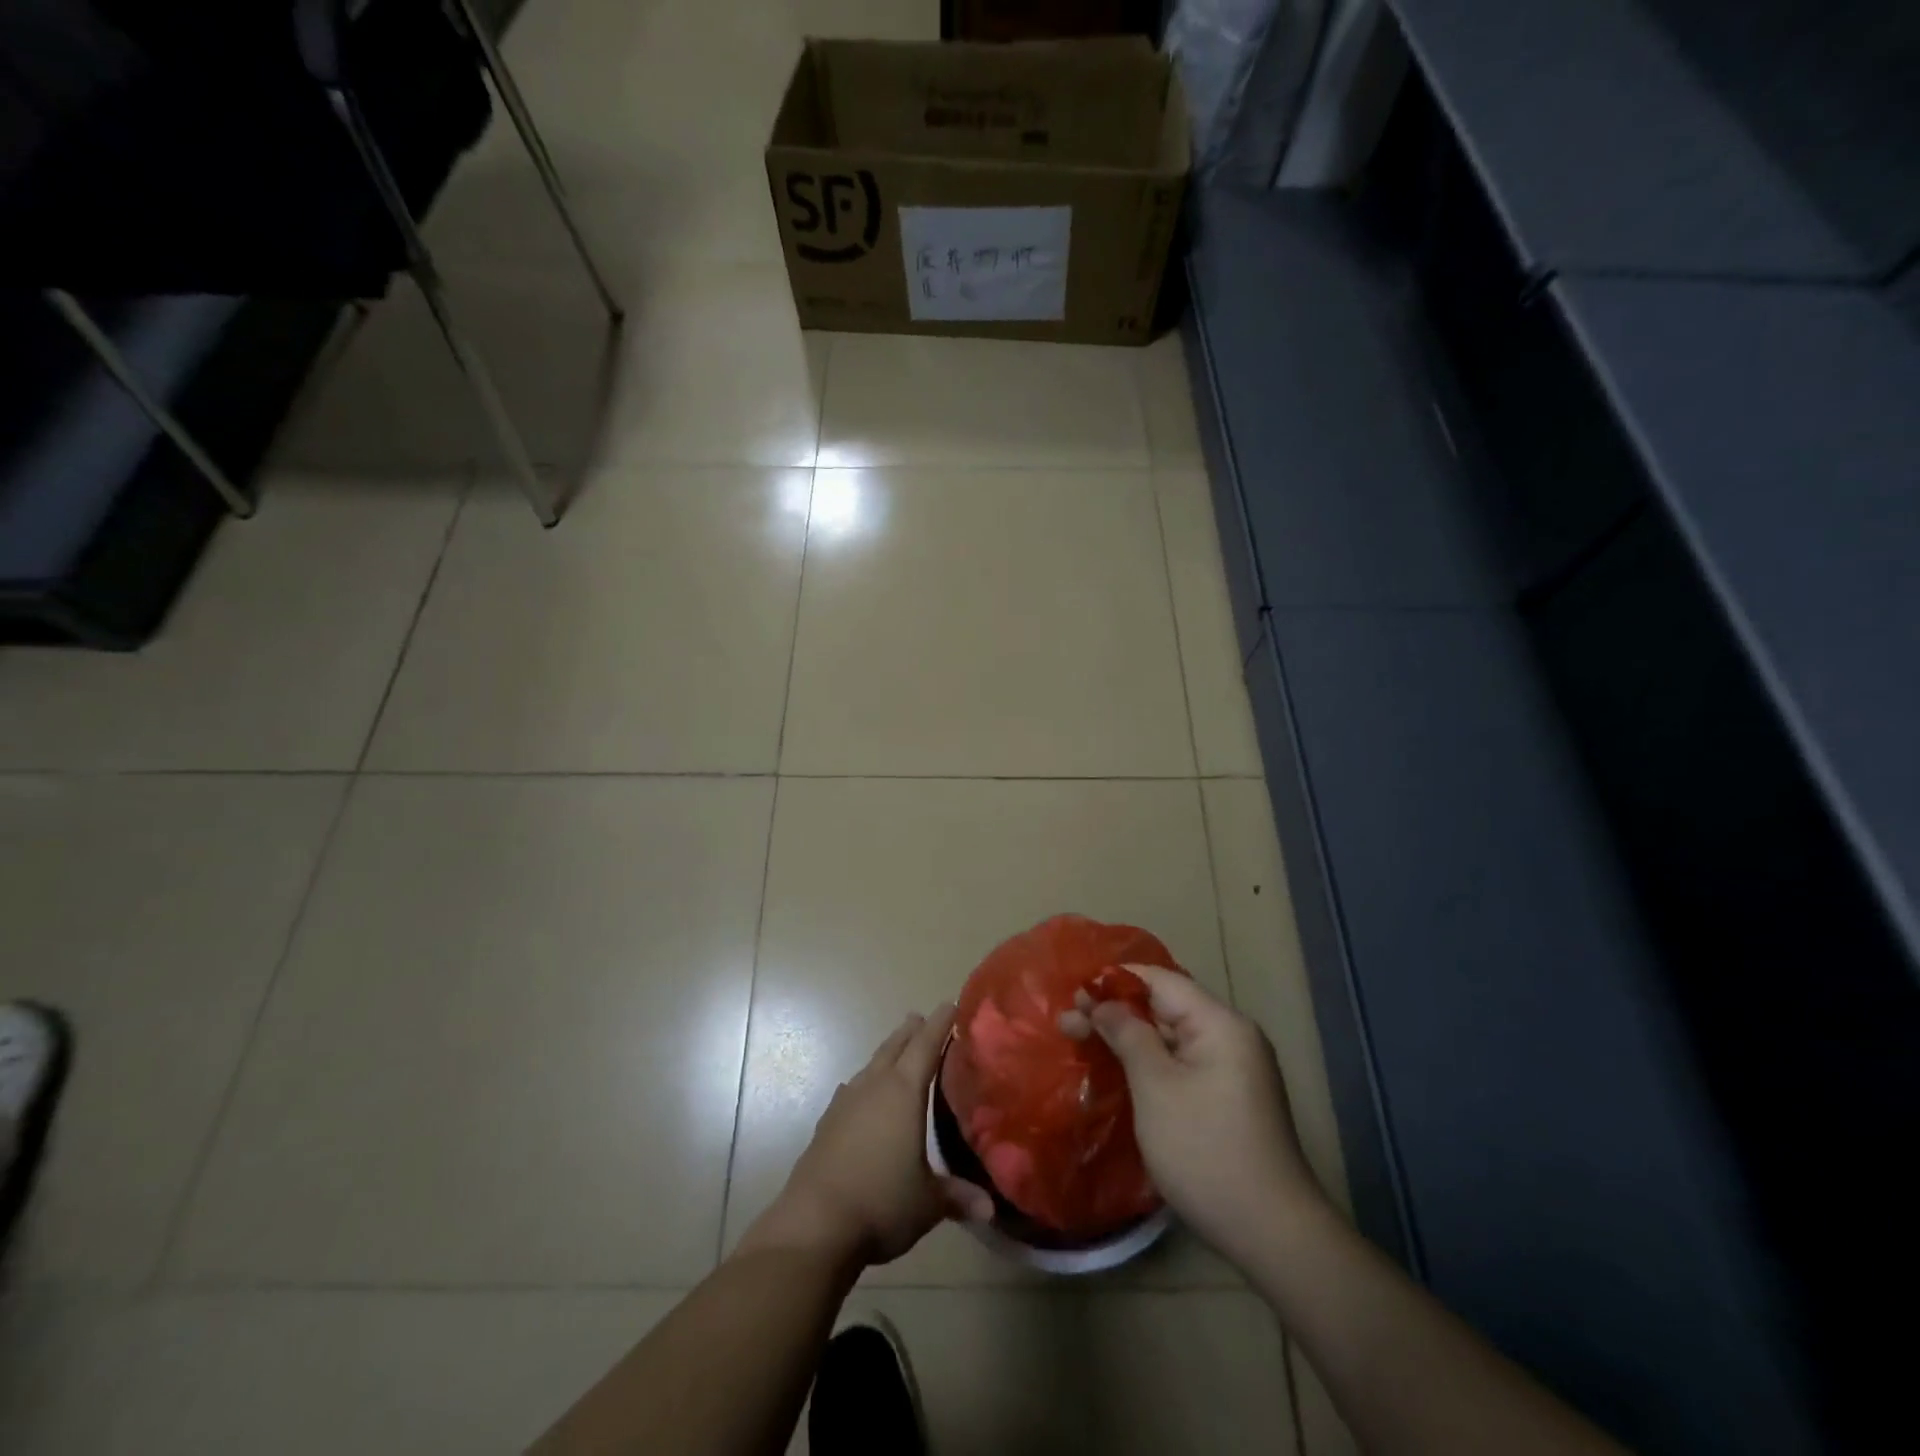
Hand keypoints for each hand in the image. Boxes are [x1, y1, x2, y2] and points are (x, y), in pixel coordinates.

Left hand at [741, 1005, 993, 1271]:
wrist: (814, 1224)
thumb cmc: (881, 1203)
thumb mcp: (928, 1203)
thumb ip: (958, 1197)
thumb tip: (990, 1209)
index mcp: (904, 1092)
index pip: (926, 1046)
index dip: (940, 1024)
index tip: (951, 1004)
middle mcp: (874, 1087)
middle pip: (895, 1047)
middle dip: (911, 1032)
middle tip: (921, 1018)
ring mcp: (845, 1102)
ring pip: (871, 1065)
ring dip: (887, 1054)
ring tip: (897, 1050)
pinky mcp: (826, 1123)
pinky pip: (851, 1090)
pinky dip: (863, 1084)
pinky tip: (860, 1092)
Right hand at [1060, 967, 1324, 1264]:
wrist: (1271, 1234)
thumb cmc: (1205, 1150)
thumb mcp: (1155, 1087)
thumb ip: (1127, 1034)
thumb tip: (1103, 1002)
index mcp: (1220, 1023)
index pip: (1160, 980)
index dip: (1115, 981)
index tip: (1074, 992)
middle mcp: (1231, 1036)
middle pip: (1164, 1007)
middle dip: (1116, 1012)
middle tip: (1068, 1023)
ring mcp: (1233, 1068)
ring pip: (1170, 1037)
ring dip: (1128, 1037)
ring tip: (1082, 1042)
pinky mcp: (1228, 1097)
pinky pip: (1181, 1063)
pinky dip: (1148, 1061)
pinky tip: (1118, 1070)